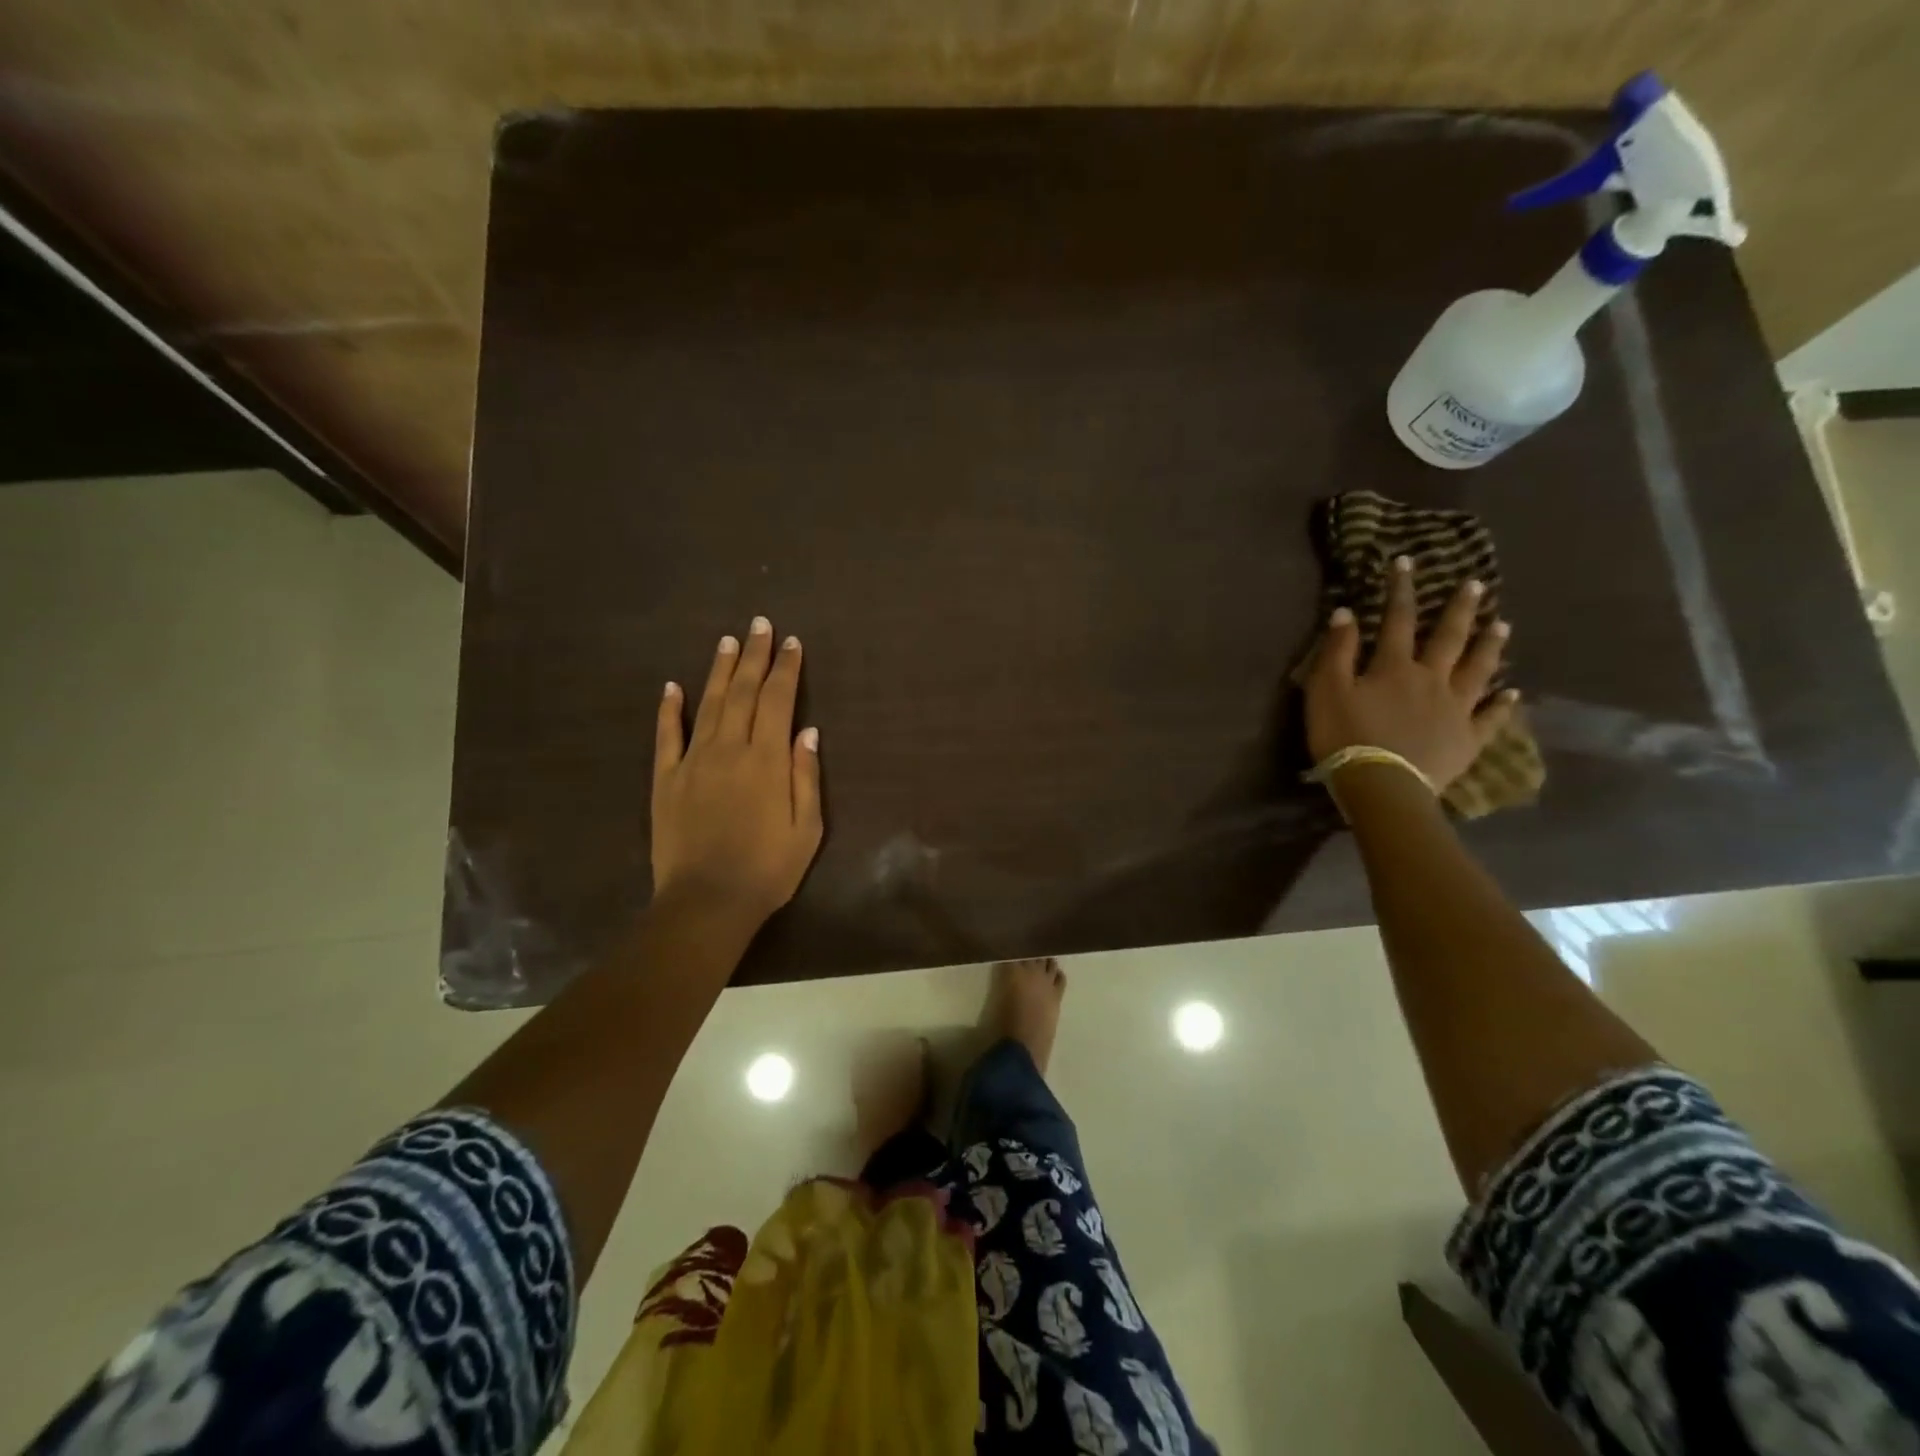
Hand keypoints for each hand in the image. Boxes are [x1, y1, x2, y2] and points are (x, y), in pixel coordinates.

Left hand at [652, 617, 823, 926]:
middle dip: (756, 656)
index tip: (792, 642)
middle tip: (760, 624)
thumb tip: (807, 731)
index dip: (787, 669)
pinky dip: (669, 709)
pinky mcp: (665, 780)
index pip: (779, 701)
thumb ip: (806, 777)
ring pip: (708, 704)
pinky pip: (666, 736)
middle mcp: (729, 749)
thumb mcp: (807, 829)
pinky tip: (672, 687)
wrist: (706, 902)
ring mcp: (693, 762)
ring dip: (720, 670)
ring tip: (729, 641)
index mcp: (767, 760)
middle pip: (744, 692)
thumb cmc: (767, 870)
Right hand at [1304, 556, 1516, 789]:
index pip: (1398, 619)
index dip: (1401, 590)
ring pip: (1478, 670)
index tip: (1406, 562)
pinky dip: (1503, 704)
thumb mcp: (1326, 691)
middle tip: (1477, 585)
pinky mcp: (1467, 739)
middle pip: (1449, 638)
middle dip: (1461, 609)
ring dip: (1490, 646)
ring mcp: (1455, 709)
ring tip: (1503, 625)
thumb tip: (1345, 613)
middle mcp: (1432, 679)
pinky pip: (1490, 718)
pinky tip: (1513, 693)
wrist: (1381, 785)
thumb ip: (1336, 651)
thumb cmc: (1345, 736)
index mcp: (1395, 667)